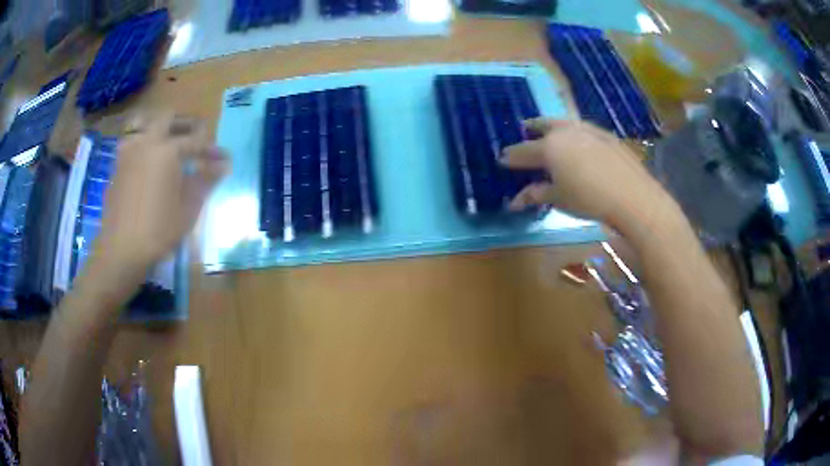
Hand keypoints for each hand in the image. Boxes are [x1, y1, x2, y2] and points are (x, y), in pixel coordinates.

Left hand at [91, 112, 228, 276]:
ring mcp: (128, 152)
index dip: (211, 148)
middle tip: (196, 137)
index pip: (195, 139)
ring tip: (169, 142)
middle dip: (185, 123)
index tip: (222, 158)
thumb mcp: (188, 208)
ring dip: (160, 128)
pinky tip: (149, 161)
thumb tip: (224, 164)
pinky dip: (145, 142)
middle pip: (168, 117)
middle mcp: (146, 142)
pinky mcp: (117, 166)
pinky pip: (133, 141)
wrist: (121, 250)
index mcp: (167, 150)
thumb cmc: (158, 231)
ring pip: (145, 123)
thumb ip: (206, 180)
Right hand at [501, 119, 670, 231]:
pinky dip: (576, 133)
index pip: (523, 151)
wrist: (632, 196)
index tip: (502, 158)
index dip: (511, 156)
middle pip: (544, 125)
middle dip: (532, 128)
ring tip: (551, 130)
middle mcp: (566, 132)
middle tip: (524, 127)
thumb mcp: (559, 199)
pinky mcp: (607, 135)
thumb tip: (514, 201)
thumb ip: (535, 195)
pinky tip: (581, 141)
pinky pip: (584, 129)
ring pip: (565, 123)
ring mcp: (588, 130)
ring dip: (554, 126)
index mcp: (549, 147)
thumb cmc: (589, 199)